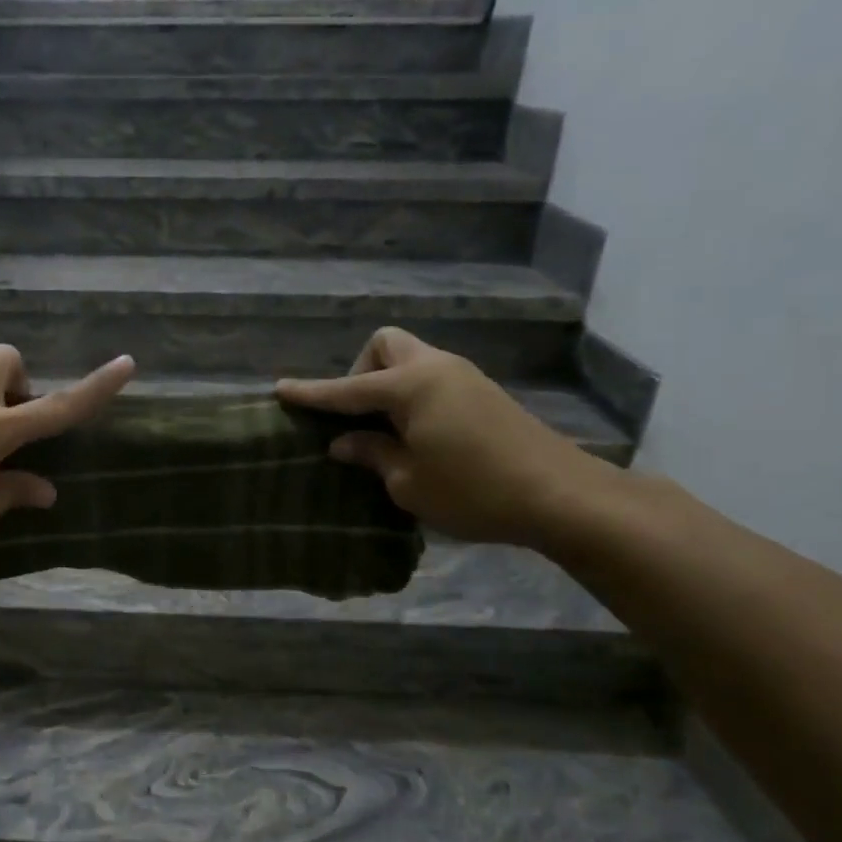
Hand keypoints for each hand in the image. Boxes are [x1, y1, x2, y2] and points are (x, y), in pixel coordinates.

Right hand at [276, 328, 619, 546]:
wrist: (561, 496)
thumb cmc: (473, 490)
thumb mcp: (409, 481)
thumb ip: (372, 454)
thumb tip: (344, 441)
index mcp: (411, 386)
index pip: (347, 388)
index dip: (311, 393)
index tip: (280, 390)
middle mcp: (436, 368)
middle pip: (386, 346)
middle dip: (361, 370)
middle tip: (358, 414)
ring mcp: (464, 377)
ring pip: (412, 360)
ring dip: (388, 384)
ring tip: (384, 431)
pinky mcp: (484, 393)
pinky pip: (432, 379)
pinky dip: (412, 396)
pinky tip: (416, 435)